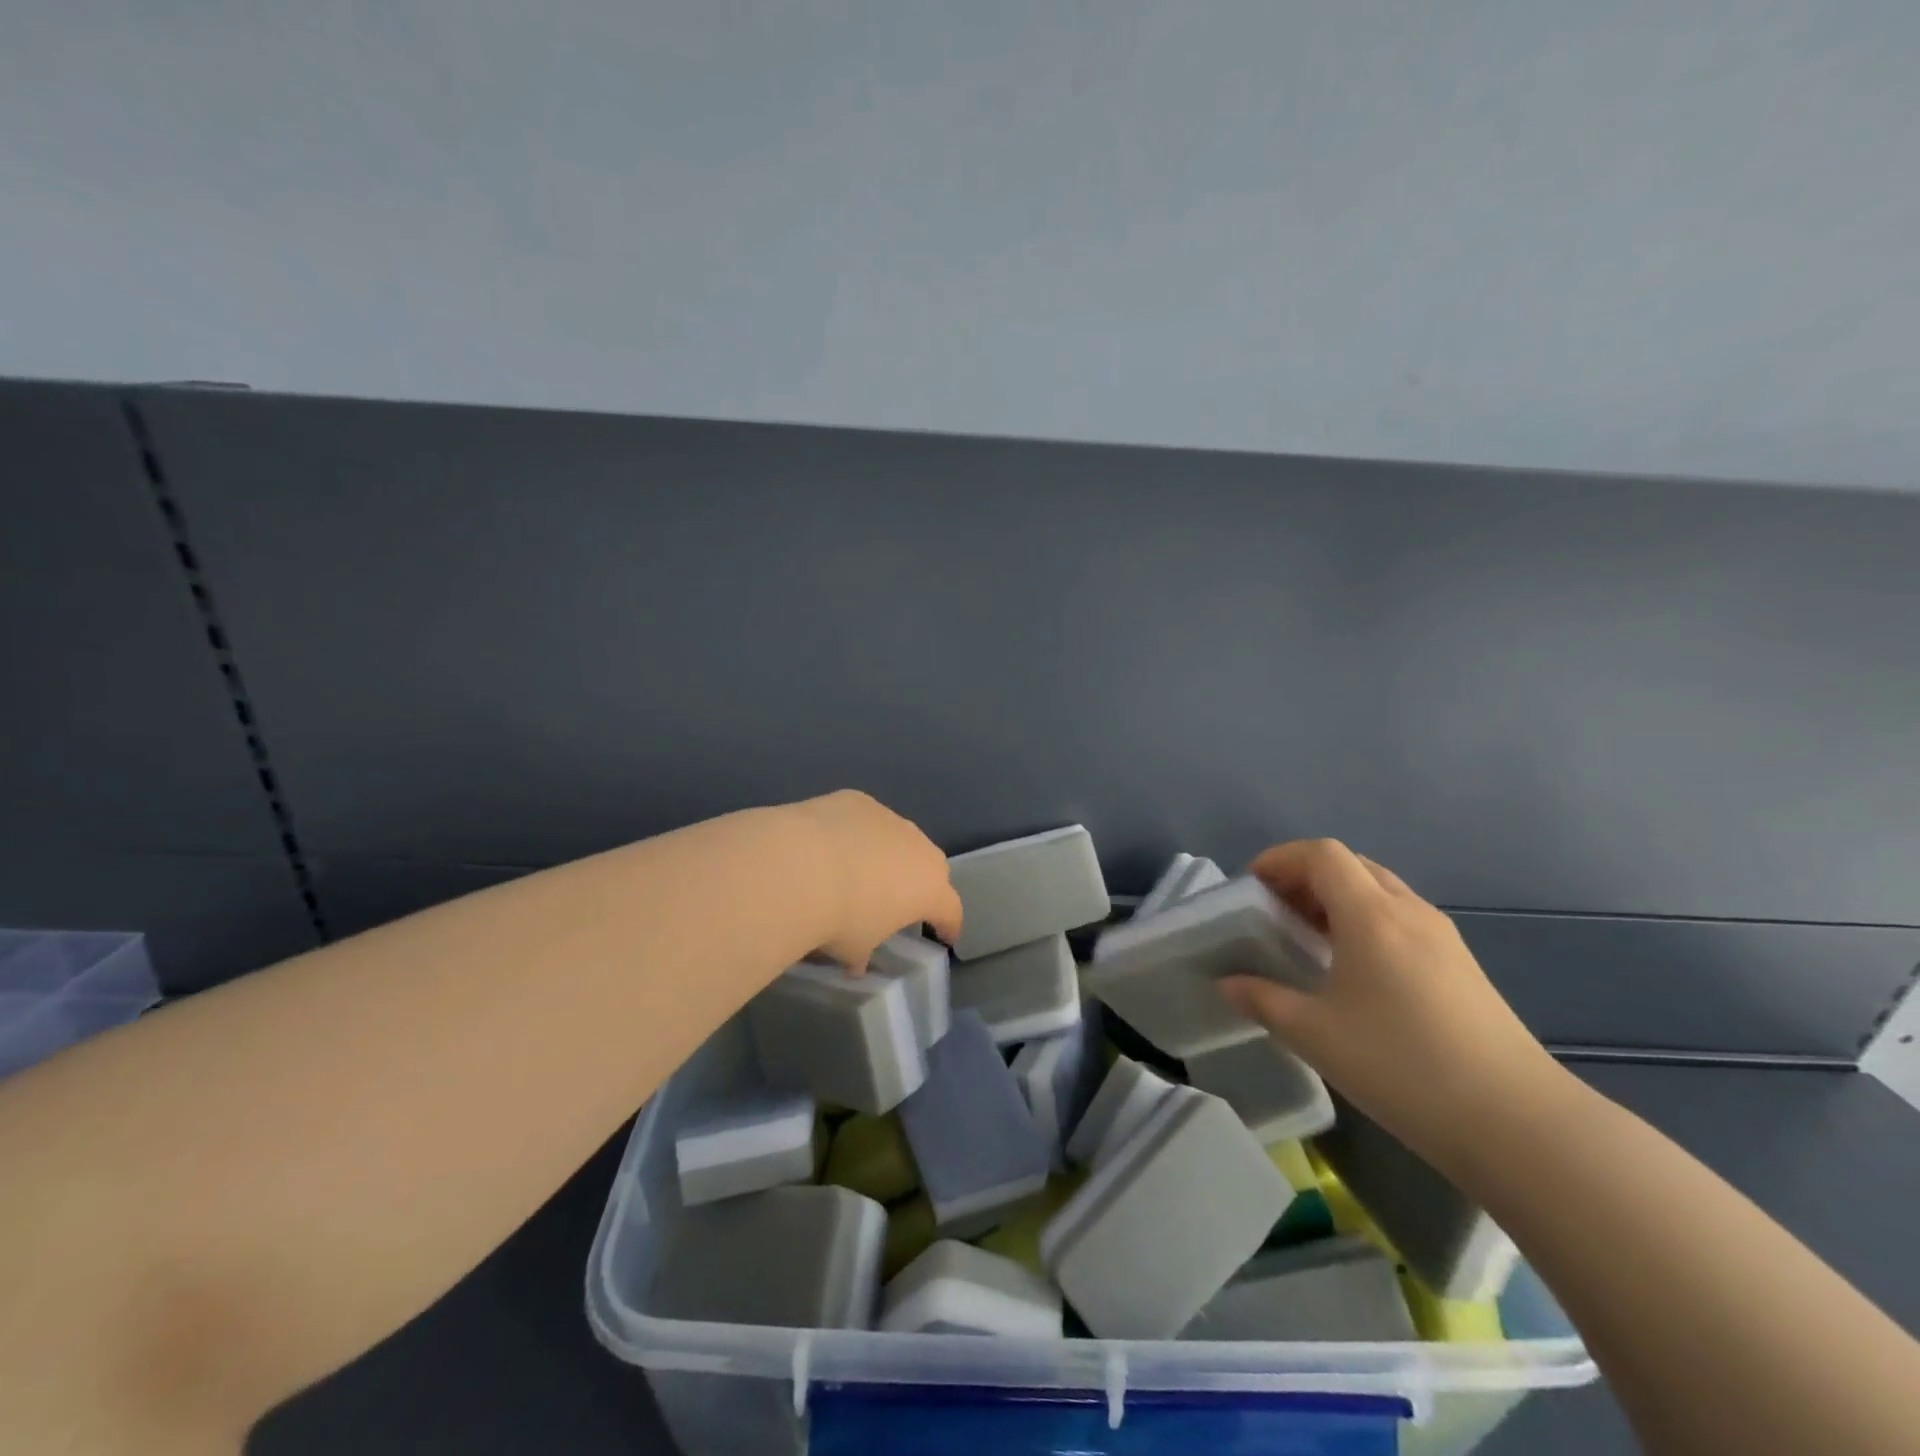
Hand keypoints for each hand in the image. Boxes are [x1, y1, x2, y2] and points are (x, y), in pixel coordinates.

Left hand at [791, 790, 963, 970]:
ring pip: (898, 837)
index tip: (944, 936)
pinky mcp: (859, 801)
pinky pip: (865, 820)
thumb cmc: (841, 917)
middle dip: (920, 882)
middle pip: (930, 866)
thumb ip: (862, 954)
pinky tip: (830, 844)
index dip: (948, 925)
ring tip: (860, 870)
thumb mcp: (854, 949)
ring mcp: (890, 819)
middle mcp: (919, 848)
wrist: (801, 865)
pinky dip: (855, 832)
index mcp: (929, 889)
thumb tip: (856, 963)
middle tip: (900, 900)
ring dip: (887, 854)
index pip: (950, 910)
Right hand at [1221, 838, 1557, 1170]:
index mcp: (1371, 915)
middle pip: (1351, 865)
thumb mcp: (1315, 1035)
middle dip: (1305, 877)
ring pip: (1380, 890)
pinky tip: (1355, 970)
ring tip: (1309, 940)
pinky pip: (1401, 918)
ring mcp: (1442, 937)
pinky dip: (1366, 921)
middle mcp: (1409, 911)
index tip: (1253, 889)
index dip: (1280, 859)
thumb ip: (1263, 1000)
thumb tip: (1228, 984)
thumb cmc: (1403, 1066)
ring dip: (1337, 899)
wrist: (1518, 1122)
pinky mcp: (1462, 965)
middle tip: (1277, 912)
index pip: (1322, 853)